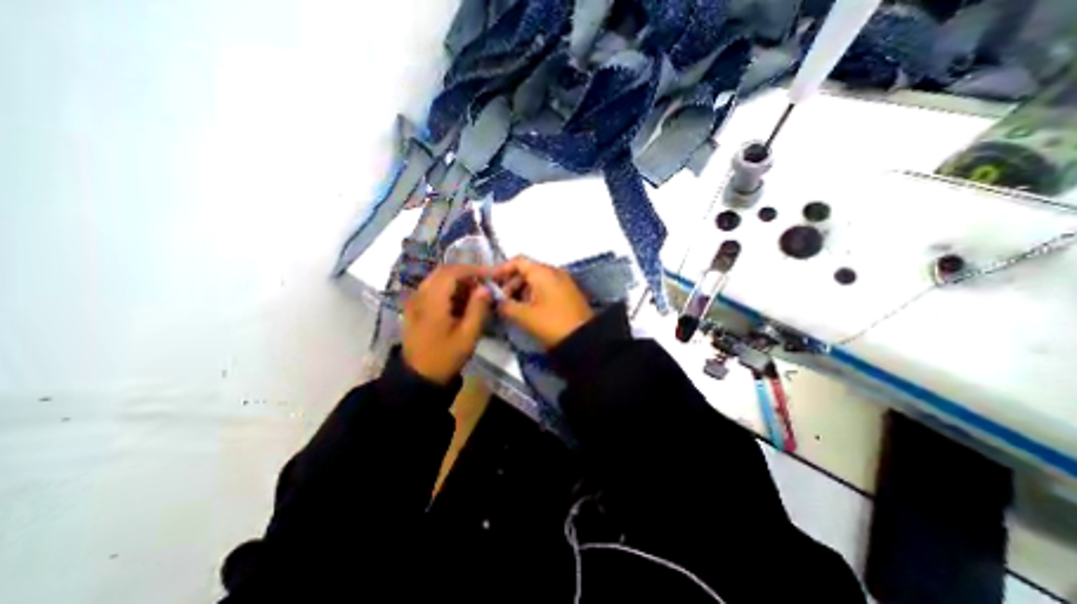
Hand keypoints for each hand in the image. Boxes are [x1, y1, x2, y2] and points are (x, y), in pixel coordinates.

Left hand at [399, 262, 490, 382]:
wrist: (417, 377)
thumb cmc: (445, 357)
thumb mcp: (467, 336)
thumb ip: (478, 309)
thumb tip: (486, 288)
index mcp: (432, 301)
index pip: (451, 272)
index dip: (472, 269)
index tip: (490, 275)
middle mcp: (420, 295)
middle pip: (443, 272)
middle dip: (466, 274)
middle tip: (484, 283)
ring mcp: (415, 301)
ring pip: (438, 279)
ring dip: (458, 282)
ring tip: (476, 293)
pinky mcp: (415, 307)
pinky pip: (433, 289)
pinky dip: (450, 290)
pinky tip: (462, 302)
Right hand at [490, 256, 591, 348]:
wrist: (585, 339)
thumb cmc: (552, 324)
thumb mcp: (525, 316)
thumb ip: (506, 306)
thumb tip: (496, 302)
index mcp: (543, 272)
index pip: (518, 261)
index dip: (502, 269)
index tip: (490, 282)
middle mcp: (554, 272)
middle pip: (527, 270)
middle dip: (511, 283)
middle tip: (501, 300)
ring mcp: (563, 282)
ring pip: (536, 280)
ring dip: (521, 290)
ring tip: (512, 307)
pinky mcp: (567, 292)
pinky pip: (546, 287)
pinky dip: (533, 294)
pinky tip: (527, 309)